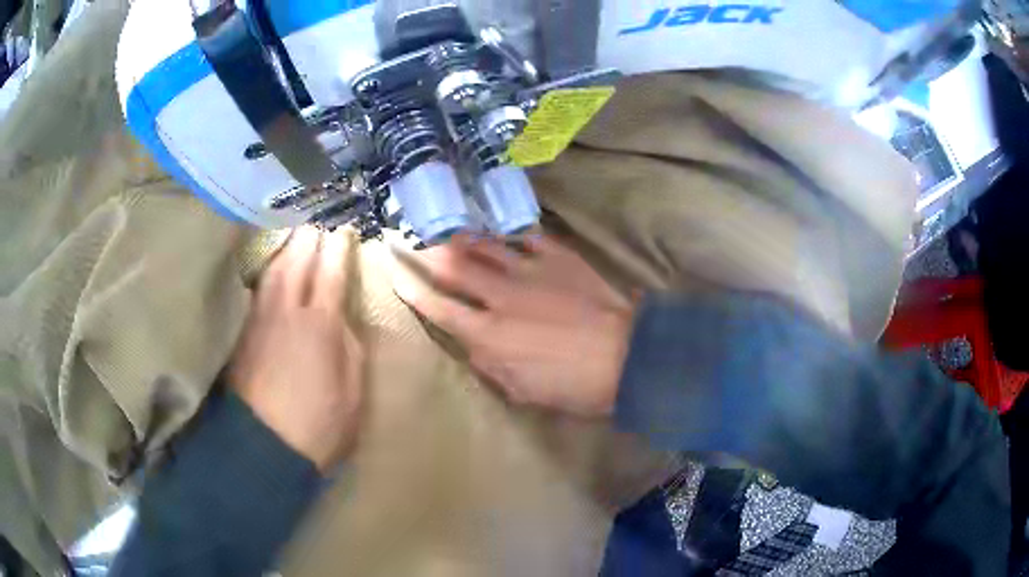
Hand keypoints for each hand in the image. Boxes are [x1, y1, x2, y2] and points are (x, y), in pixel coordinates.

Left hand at [229, 227, 363, 471]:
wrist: (265, 445)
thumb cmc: (319, 423)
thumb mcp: (353, 389)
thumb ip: (350, 345)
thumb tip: (339, 317)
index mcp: (320, 322)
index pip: (331, 269)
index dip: (339, 247)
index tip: (345, 233)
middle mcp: (287, 308)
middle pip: (298, 257)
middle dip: (311, 238)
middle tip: (320, 229)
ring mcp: (261, 317)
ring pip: (273, 267)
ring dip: (287, 248)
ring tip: (296, 240)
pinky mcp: (245, 330)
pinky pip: (259, 286)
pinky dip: (270, 269)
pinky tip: (274, 270)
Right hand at [393, 234, 634, 416]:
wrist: (627, 358)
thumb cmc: (574, 385)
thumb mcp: (523, 391)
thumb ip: (489, 366)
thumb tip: (470, 344)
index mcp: (489, 334)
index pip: (437, 306)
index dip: (409, 287)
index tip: (393, 271)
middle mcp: (501, 295)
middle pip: (452, 265)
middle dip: (425, 252)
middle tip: (410, 240)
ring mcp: (530, 270)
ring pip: (483, 244)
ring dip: (460, 237)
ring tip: (446, 230)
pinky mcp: (558, 256)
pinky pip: (525, 235)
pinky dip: (506, 232)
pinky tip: (497, 228)